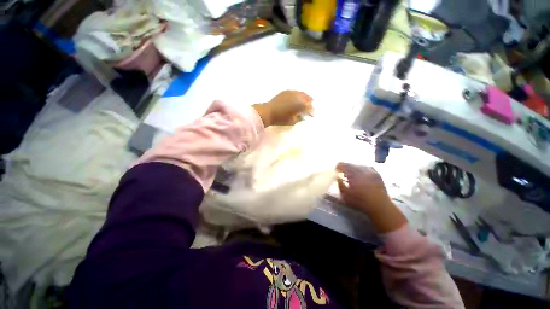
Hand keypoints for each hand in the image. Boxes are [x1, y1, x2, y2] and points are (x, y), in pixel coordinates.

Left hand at [253, 90, 312, 126]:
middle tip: (310, 106)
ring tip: (305, 101)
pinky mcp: (285, 91)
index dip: (311, 110)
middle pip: (307, 97)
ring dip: (304, 97)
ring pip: (301, 93)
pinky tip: (297, 98)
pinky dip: (298, 95)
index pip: (309, 106)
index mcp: (300, 104)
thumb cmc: (280, 119)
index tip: (312, 114)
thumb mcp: (292, 121)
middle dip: (309, 102)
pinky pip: (295, 92)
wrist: (268, 112)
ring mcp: (291, 92)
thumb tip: (303, 116)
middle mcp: (297, 96)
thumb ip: (299, 118)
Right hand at [337, 163, 391, 212]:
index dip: (338, 167)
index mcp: (353, 173)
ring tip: (352, 176)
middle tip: (343, 175)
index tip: (336, 172)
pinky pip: (367, 168)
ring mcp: (370, 170)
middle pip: (350, 164)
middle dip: (345, 168)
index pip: (342, 164)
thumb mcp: (345, 194)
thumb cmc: (360, 201)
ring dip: (353, 169)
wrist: (380, 206)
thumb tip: (337, 176)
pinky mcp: (377, 174)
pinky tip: (362, 176)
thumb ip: (339, 183)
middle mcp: (362, 169)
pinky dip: (362, 170)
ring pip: (358, 165)